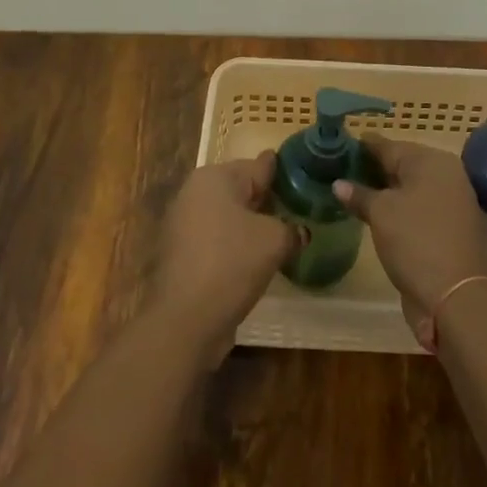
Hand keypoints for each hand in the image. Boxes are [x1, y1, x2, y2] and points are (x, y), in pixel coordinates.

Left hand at [153, 154, 298, 363]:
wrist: (184, 321)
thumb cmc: (231, 264)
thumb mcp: (274, 241)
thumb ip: (291, 228)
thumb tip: (299, 231)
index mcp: (216, 177)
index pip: (260, 165)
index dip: (285, 174)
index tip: (306, 180)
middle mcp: (195, 191)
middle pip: (242, 189)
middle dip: (268, 201)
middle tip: (299, 213)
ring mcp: (183, 222)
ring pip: (229, 215)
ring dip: (252, 225)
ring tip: (282, 238)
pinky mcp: (180, 252)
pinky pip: (217, 238)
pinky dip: (235, 245)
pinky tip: (255, 261)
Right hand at [335, 139, 486, 329]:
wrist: (455, 296)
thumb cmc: (415, 241)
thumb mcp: (381, 213)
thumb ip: (359, 194)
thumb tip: (339, 184)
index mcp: (431, 161)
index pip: (389, 146)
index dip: (363, 146)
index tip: (340, 146)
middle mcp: (445, 174)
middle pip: (402, 164)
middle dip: (373, 168)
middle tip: (341, 171)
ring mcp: (451, 201)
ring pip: (410, 187)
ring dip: (385, 189)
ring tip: (353, 192)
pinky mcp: (450, 226)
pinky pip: (418, 206)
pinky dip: (398, 207)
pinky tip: (376, 213)